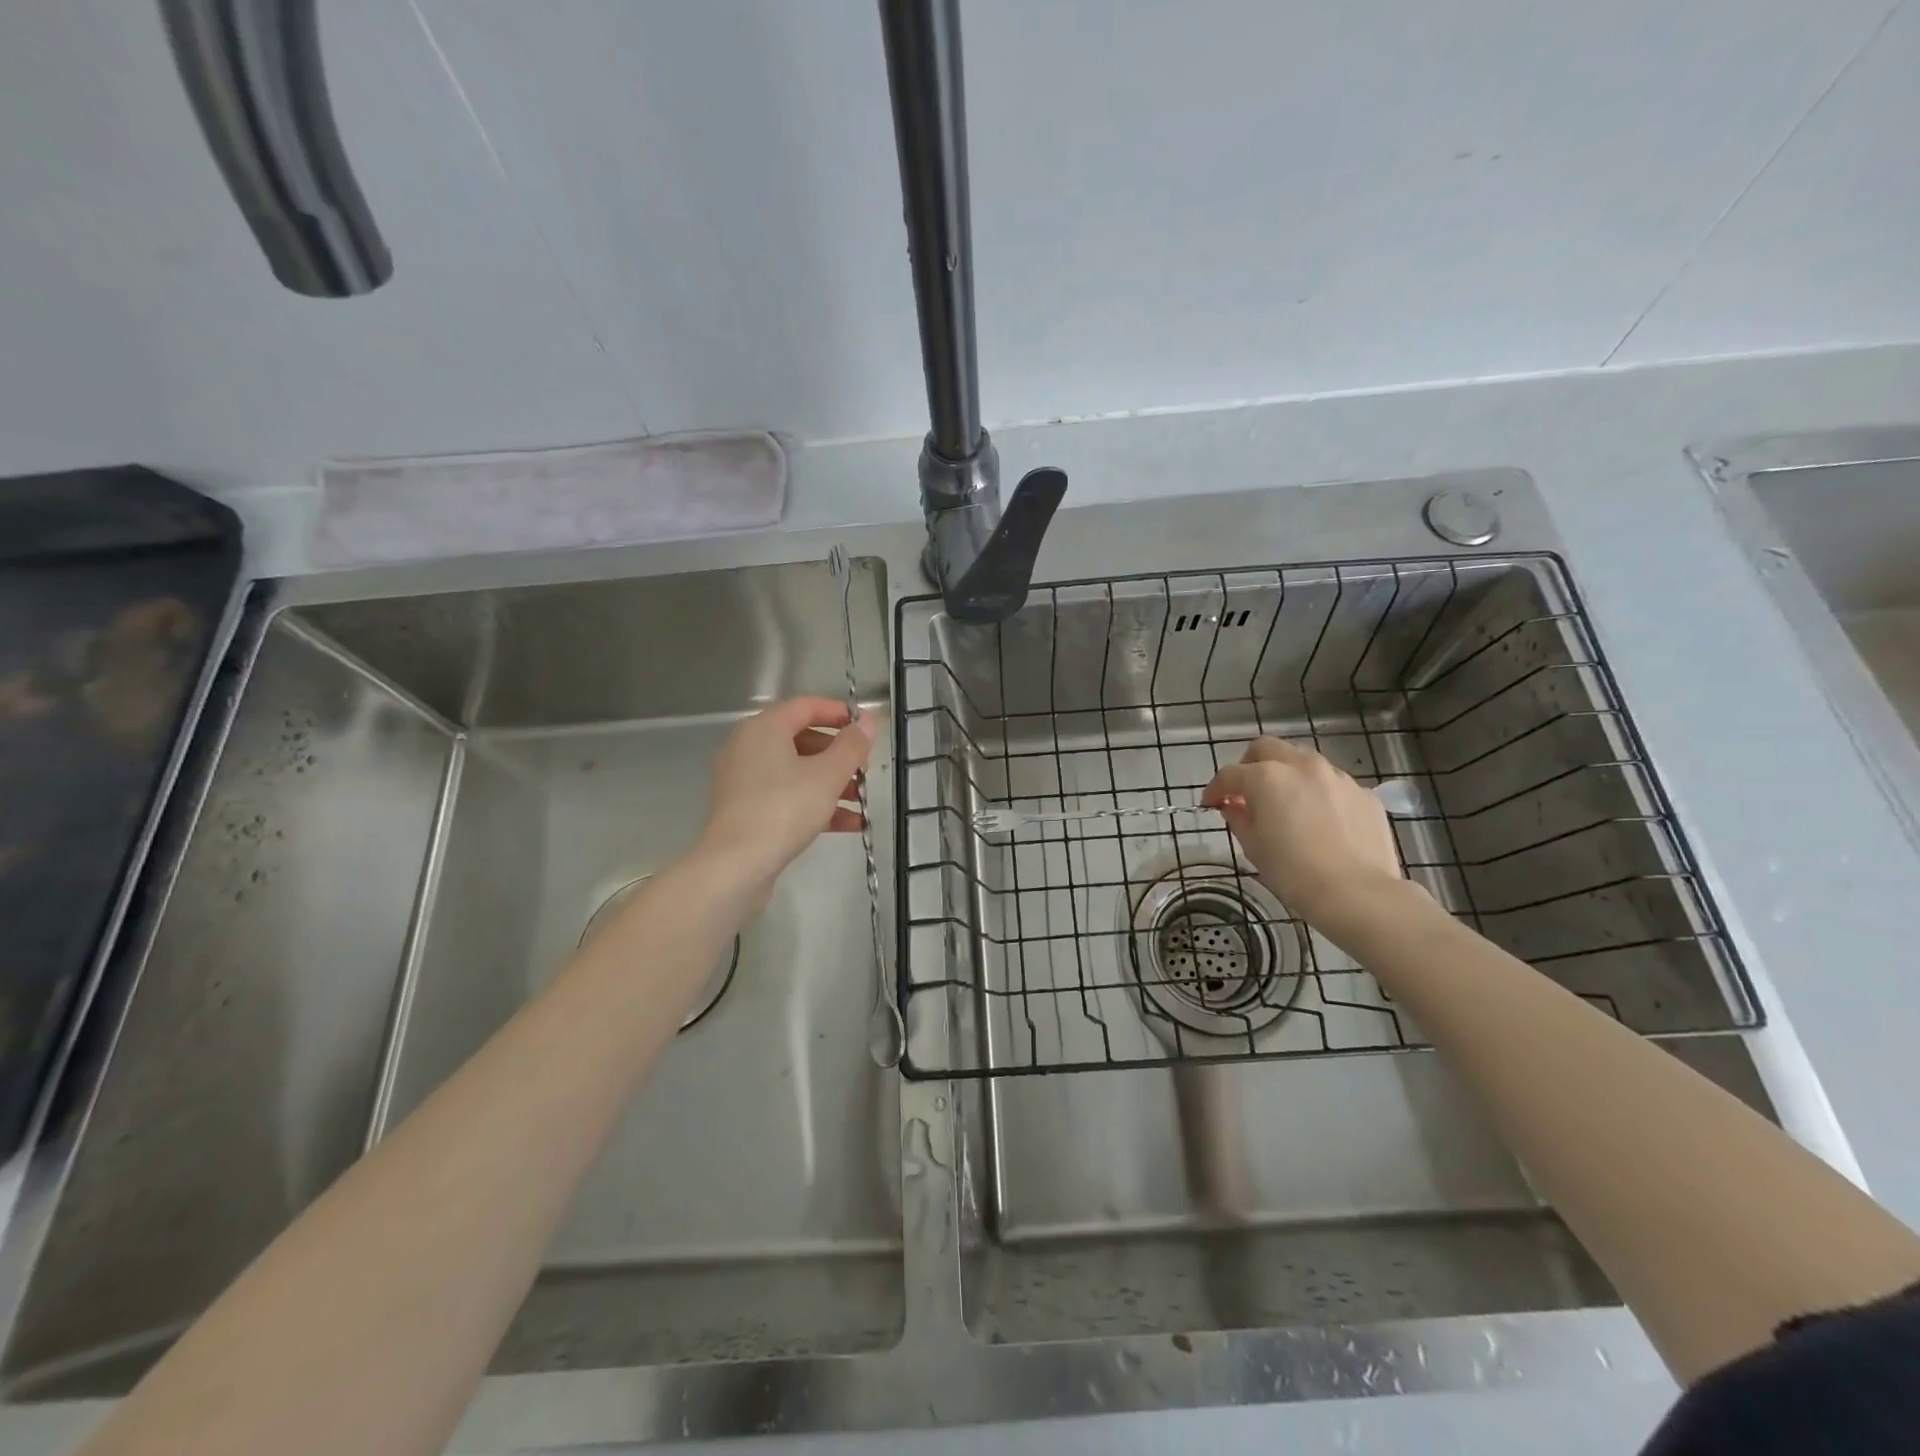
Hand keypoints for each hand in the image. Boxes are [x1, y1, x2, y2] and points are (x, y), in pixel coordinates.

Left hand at [698, 696, 874, 896]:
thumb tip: (866, 721)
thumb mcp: (827, 775)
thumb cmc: (783, 810)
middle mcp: (748, 748)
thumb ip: (851, 746)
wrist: (735, 866)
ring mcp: (744, 781)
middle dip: (839, 755)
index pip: (806, 706)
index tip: (866, 728)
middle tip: (864, 770)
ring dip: (832, 783)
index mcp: (764, 729)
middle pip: (802, 740)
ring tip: (861, 800)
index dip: (839, 714)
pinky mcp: (746, 811)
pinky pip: (787, 797)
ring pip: (796, 771)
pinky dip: (815, 804)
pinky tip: (848, 824)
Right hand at [1201, 737, 1403, 927]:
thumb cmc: (1294, 872)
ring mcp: (1337, 777)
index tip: (1211, 804)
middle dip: (1250, 765)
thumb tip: (1235, 807)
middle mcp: (1302, 766)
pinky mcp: (1363, 793)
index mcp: (1267, 778)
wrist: (1358, 893)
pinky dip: (1318, 793)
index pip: (1230, 774)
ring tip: (1286, 803)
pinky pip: (1332, 784)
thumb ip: (1239, 819)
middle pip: (1267, 748)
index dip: (1215, 789)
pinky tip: (1320, 820)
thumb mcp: (1253, 847)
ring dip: (1287, 774)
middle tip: (1246, 791)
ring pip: (1303, 761)